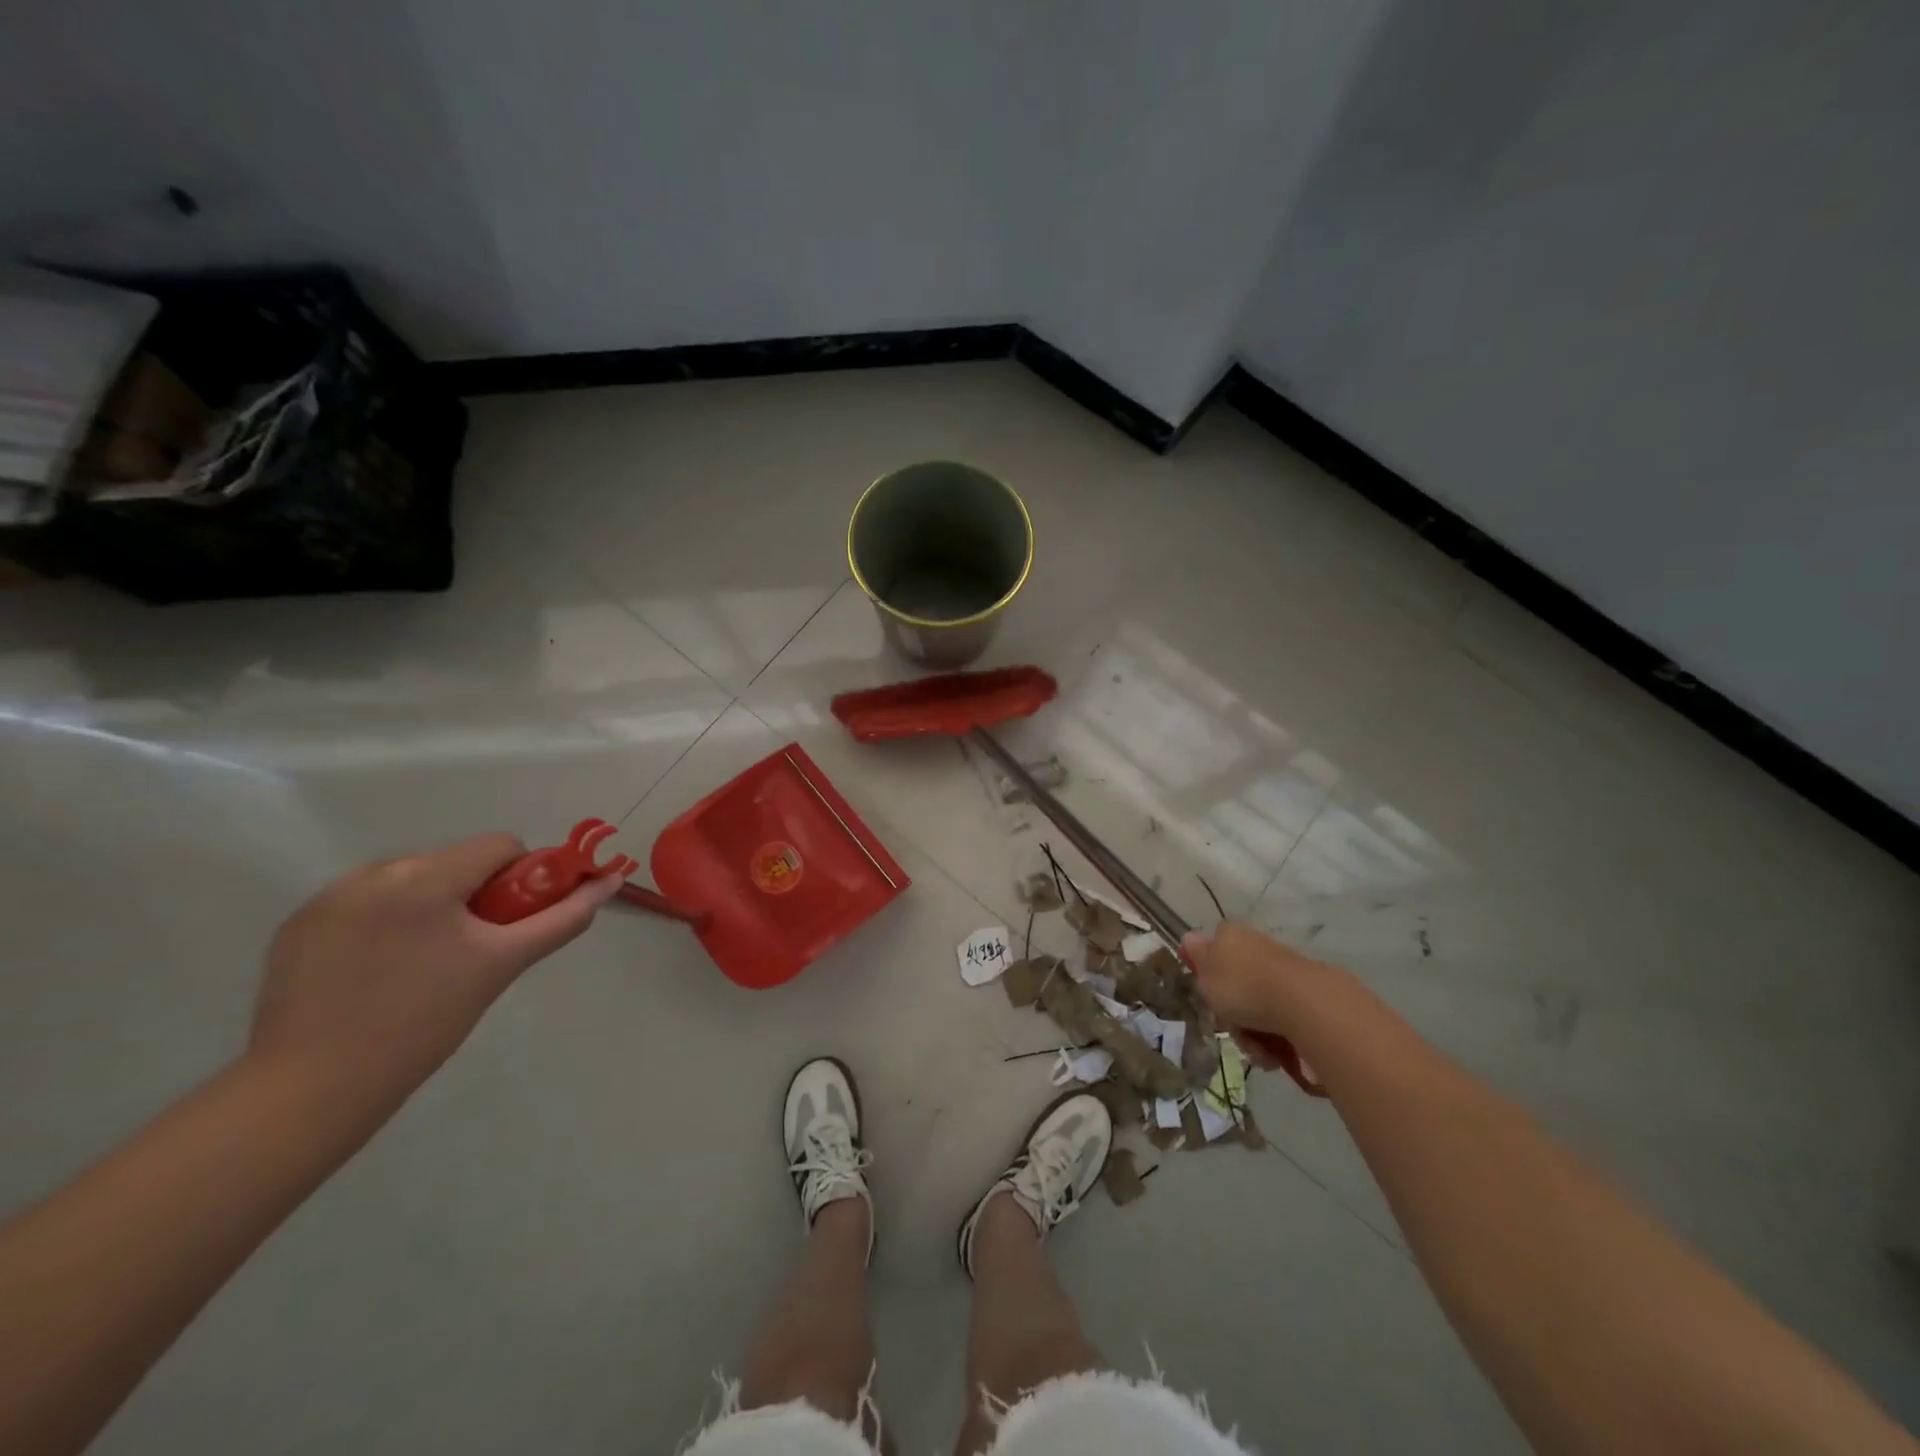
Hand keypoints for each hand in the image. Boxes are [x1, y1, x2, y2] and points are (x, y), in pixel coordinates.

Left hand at [249, 834, 619, 1107]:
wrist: (311, 1091)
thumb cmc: (423, 1023)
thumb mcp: (502, 965)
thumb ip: (562, 918)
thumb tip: (609, 883)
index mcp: (423, 876)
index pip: (500, 846)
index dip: (521, 881)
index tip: (510, 926)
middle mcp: (372, 872)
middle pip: (456, 863)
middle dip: (476, 897)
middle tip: (472, 953)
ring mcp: (327, 897)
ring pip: (412, 882)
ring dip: (432, 909)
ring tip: (423, 968)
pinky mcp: (298, 925)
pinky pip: (368, 904)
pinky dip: (388, 925)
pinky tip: (380, 973)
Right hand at [1182, 921, 1328, 1069]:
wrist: (1302, 1004)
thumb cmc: (1242, 985)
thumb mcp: (1206, 973)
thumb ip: (1195, 957)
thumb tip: (1189, 937)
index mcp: (1232, 936)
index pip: (1214, 948)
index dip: (1208, 974)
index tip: (1209, 995)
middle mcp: (1258, 948)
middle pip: (1235, 986)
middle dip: (1232, 1016)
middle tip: (1232, 1029)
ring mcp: (1284, 973)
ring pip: (1257, 1009)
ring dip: (1253, 1036)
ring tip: (1259, 1051)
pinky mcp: (1306, 998)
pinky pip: (1281, 1022)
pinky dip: (1277, 1041)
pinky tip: (1277, 1054)